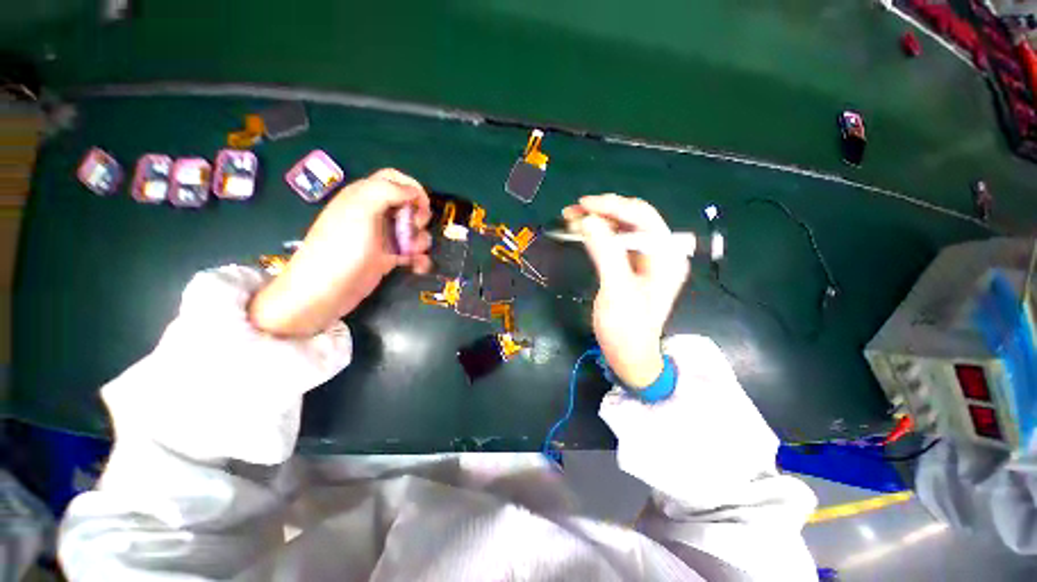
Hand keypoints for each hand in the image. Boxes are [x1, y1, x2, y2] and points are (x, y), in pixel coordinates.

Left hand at [250, 168, 432, 336]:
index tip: (422, 207)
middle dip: (418, 217)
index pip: (394, 179)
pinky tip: (418, 266)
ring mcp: (382, 237)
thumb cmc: (342, 247)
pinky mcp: (387, 257)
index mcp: (364, 196)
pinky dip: (419, 258)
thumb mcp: (360, 210)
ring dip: (420, 240)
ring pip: (412, 230)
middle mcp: (374, 213)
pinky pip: (411, 252)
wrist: (326, 291)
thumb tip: (413, 191)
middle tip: (414, 229)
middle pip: (408, 205)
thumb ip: (386, 191)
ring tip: (413, 253)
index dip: (412, 188)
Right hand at [563, 194, 688, 386]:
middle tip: (574, 211)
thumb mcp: (617, 291)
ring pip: (622, 228)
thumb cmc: (627, 328)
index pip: (642, 217)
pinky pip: (615, 242)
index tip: (584, 204)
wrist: (629, 356)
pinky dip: (597, 234)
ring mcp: (645, 259)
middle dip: (604, 210)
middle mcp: (660, 252)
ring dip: (598, 220)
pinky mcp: (631, 266)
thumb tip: (588, 220)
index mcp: (666, 256)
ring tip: (572, 217)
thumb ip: (606, 253)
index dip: (613, 206)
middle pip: (633, 218)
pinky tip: (582, 231)